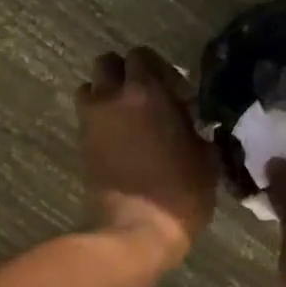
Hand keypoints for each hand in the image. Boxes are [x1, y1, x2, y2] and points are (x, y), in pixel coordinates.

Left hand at [76, 48, 217, 265]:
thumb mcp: (204, 157)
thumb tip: (188, 118)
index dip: (158, 69)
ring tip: (128, 117)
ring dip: (106, 95)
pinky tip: (122, 140)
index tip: (176, 92)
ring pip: (91, 88)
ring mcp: (91, 121)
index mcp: (145, 92)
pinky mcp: (81, 144)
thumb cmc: (180, 192)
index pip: (141, 55)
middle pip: (107, 64)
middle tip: (147, 97)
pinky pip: (88, 117)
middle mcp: (112, 97)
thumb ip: (193, 126)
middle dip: (125, 74)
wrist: (136, 230)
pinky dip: (100, 120)